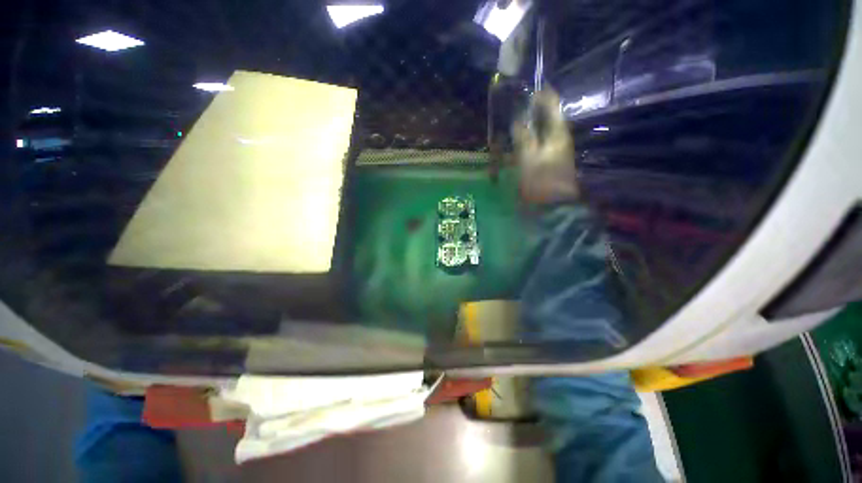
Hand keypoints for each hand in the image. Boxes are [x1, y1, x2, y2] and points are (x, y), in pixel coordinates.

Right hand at [512, 89, 579, 203]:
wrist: (553, 205)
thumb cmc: (541, 180)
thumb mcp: (528, 157)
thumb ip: (523, 137)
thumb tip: (518, 121)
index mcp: (558, 133)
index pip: (553, 106)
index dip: (542, 95)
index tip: (529, 89)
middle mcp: (560, 138)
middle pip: (549, 117)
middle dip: (535, 109)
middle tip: (519, 104)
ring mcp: (557, 150)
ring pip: (544, 130)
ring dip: (532, 124)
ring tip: (518, 120)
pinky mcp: (551, 161)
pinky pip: (540, 143)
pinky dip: (531, 138)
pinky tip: (521, 141)